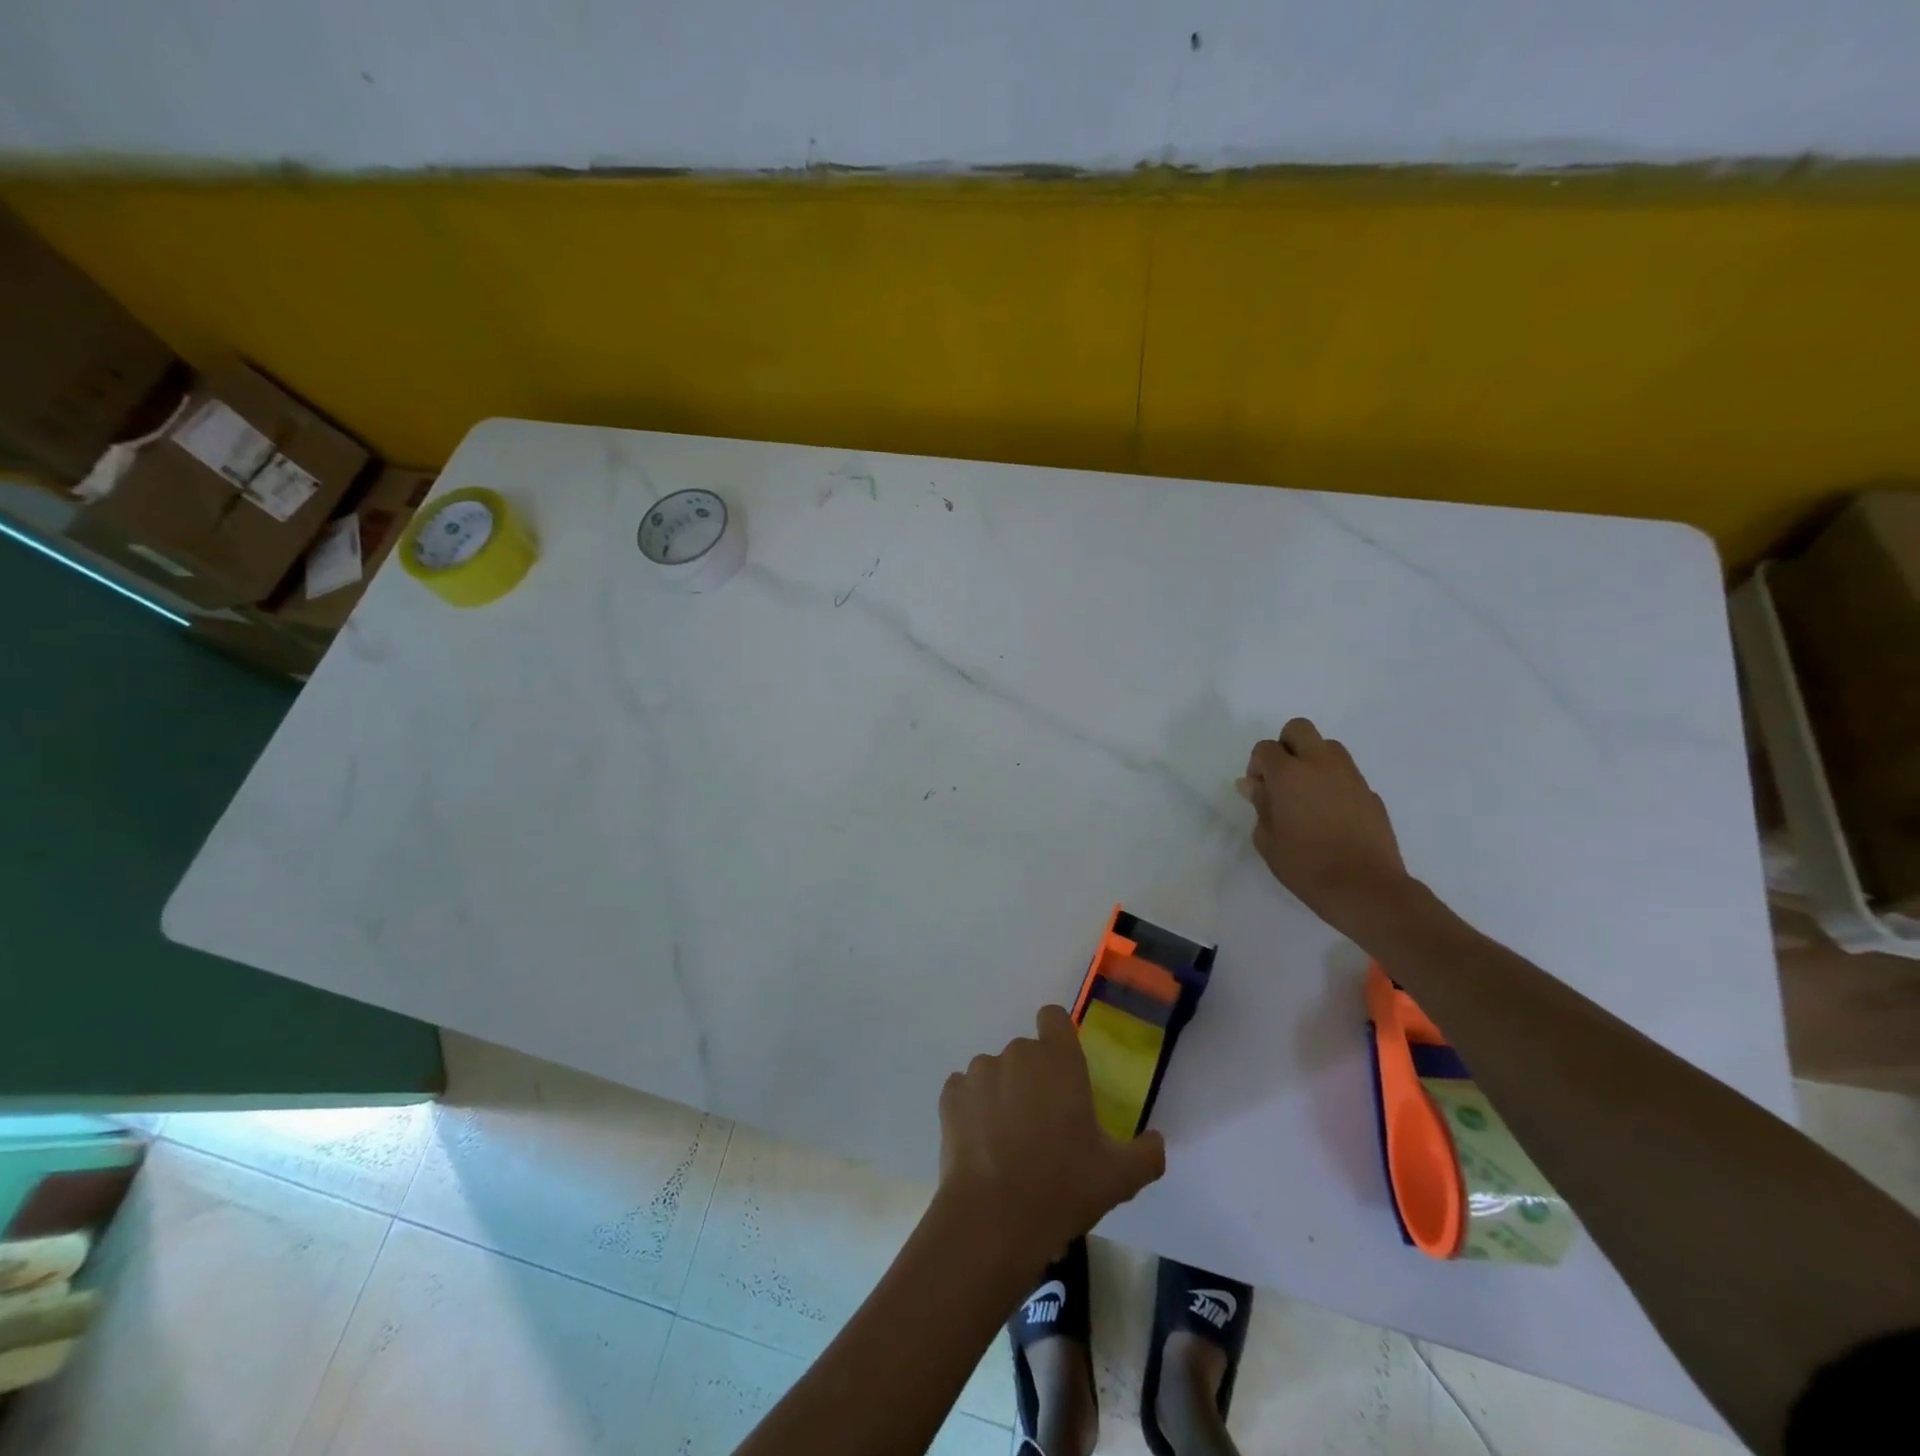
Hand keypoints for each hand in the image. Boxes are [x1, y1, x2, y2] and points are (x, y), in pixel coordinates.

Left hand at [938, 1005, 1165, 1268]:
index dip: (1057, 1038)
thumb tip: (1156, 1142)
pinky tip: (980, 1145)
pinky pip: (964, 1092)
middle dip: (1033, 1079)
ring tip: (1007, 1142)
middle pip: (1026, 1053)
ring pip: (994, 1073)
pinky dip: (971, 1110)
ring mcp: (979, 1072)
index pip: (1054, 1018)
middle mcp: (1017, 1053)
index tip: (1063, 1071)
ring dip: (1001, 1094)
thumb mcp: (1119, 1178)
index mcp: (1058, 1060)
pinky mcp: (951, 1095)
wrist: (993, 1218)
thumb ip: (1146, 1155)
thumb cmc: (1062, 1187)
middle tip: (1043, 1125)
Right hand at [1238, 718, 1410, 938]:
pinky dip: (1334, 784)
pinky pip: (1347, 775)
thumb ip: (1260, 805)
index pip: (1265, 748)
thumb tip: (1253, 785)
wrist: (1365, 888)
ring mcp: (1350, 777)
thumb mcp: (1267, 840)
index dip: (1257, 765)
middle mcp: (1320, 765)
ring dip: (1313, 760)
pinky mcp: (1371, 794)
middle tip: (1282, 778)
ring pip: (1328, 747)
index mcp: (1289, 774)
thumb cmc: (1305, 866)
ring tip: (1307, 795)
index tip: (1259, 790)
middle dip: (1286, 746)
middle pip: (1299, 729)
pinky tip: (1331, 815)